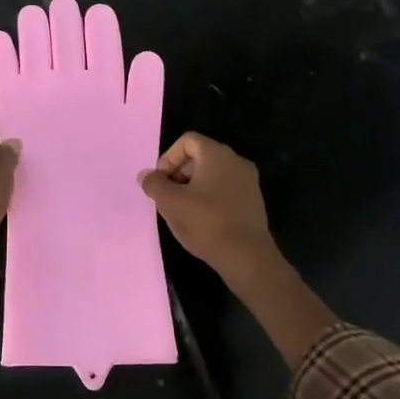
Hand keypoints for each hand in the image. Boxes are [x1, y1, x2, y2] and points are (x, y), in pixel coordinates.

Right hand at [140, 133, 279, 280]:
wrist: (247, 257)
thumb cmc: (206, 222)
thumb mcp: (170, 202)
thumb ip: (154, 184)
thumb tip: (146, 175)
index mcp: (217, 154)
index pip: (187, 141)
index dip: (168, 158)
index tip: (161, 182)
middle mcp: (236, 161)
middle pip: (199, 157)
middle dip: (178, 174)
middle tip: (168, 197)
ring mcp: (248, 182)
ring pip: (212, 175)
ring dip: (192, 188)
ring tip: (182, 212)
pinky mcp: (253, 202)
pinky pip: (225, 190)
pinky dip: (209, 199)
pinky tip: (201, 221)